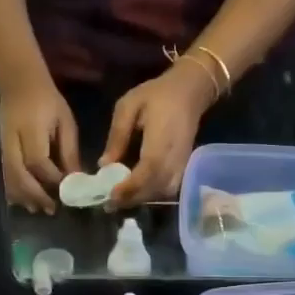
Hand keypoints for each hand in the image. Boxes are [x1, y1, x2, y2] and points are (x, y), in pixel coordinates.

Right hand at [0, 75, 80, 212]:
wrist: (19, 83)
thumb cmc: (47, 102)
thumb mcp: (65, 121)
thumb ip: (69, 150)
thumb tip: (76, 178)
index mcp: (29, 128)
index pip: (38, 160)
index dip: (52, 178)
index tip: (67, 189)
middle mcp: (9, 139)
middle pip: (18, 173)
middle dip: (35, 194)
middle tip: (51, 209)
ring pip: (6, 177)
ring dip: (22, 196)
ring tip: (38, 208)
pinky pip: (1, 175)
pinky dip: (12, 191)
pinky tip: (23, 200)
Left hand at [100, 62, 217, 209]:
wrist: (190, 90)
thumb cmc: (157, 94)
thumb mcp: (128, 106)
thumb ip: (117, 136)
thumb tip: (103, 164)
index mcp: (161, 138)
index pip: (148, 171)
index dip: (130, 187)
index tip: (110, 196)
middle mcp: (175, 156)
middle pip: (155, 188)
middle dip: (131, 199)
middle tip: (108, 204)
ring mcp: (182, 163)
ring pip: (163, 192)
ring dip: (141, 199)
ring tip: (120, 200)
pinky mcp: (184, 167)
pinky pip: (169, 188)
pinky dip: (152, 194)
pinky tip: (137, 192)